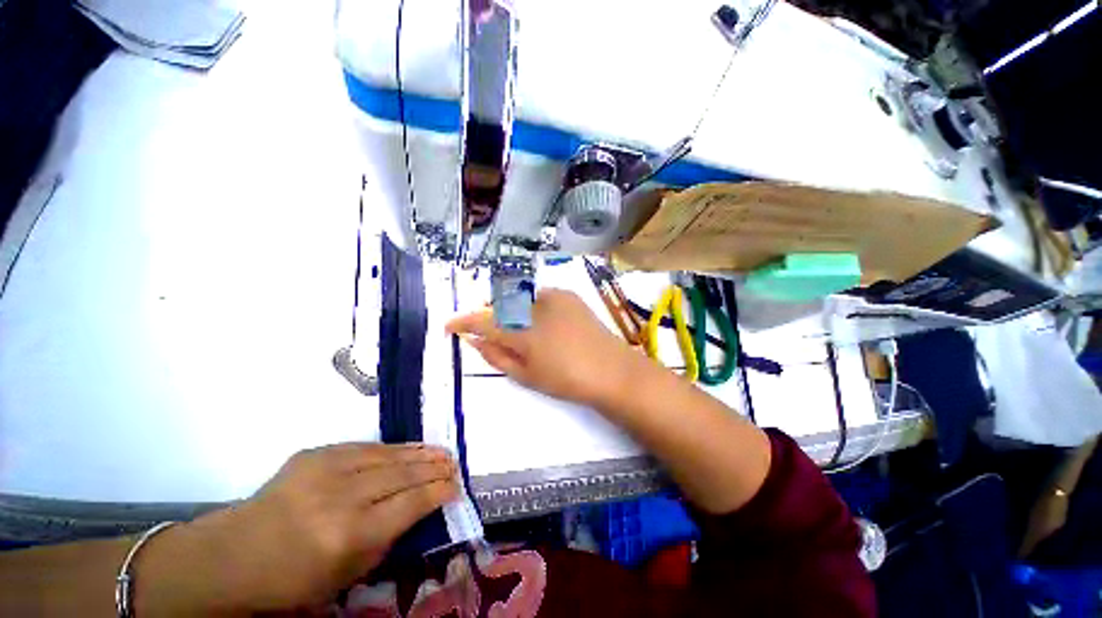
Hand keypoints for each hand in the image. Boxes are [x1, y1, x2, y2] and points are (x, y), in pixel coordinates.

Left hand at [137, 443, 459, 615]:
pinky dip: (392, 448)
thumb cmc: (291, 581)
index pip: (411, 503)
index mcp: (350, 534)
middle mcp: (343, 496)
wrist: (233, 555)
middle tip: (455, 464)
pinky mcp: (316, 453)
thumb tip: (417, 510)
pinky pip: (365, 447)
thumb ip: (386, 541)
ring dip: (419, 452)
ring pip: (389, 454)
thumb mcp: (345, 576)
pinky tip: (407, 449)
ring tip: (441, 451)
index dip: (438, 492)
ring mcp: (327, 468)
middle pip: (404, 474)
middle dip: (435, 468)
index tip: (456, 487)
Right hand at [446, 288, 635, 406]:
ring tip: (518, 328)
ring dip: (510, 310)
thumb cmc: (566, 379)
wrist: (610, 369)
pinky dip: (531, 306)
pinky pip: (538, 295)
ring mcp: (553, 296)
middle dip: (488, 316)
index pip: (481, 321)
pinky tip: (541, 320)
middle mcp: (533, 305)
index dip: (462, 322)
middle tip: (488, 332)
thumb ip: (495, 356)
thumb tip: (474, 340)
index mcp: (521, 330)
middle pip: (498, 305)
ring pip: (518, 298)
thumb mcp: (525, 375)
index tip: (450, 326)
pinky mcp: (567, 294)